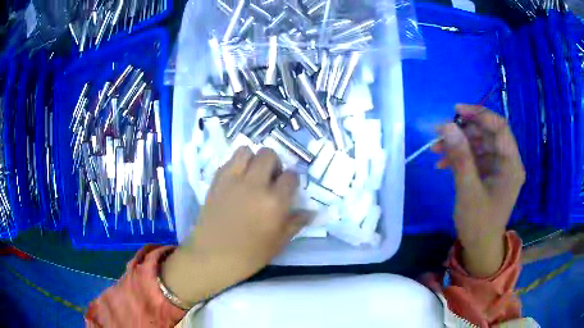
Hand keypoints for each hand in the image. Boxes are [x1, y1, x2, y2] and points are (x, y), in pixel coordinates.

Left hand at [162, 147, 307, 303]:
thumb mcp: (278, 243)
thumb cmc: (249, 255)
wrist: (212, 257)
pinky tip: (236, 181)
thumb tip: (311, 212)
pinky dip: (235, 165)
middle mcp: (255, 185)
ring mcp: (233, 180)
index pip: (291, 176)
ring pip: (246, 150)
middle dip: (274, 163)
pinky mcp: (216, 181)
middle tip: (271, 179)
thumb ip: (295, 223)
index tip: (288, 189)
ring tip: (252, 175)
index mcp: (274, 202)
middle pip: (269, 154)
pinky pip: (228, 162)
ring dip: (252, 159)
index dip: (292, 181)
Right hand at [432, 104, 524, 276]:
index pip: (499, 127)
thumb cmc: (478, 224)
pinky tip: (442, 163)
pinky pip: (475, 157)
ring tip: (436, 150)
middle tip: (440, 133)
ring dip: (458, 144)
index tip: (456, 111)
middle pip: (487, 134)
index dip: (479, 114)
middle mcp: (508, 162)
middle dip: (463, 131)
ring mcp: (498, 168)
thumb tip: (446, 126)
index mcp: (511, 164)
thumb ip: (460, 157)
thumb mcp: (469, 191)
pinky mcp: (490, 174)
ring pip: (479, 144)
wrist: (479, 248)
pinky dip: (460, 156)